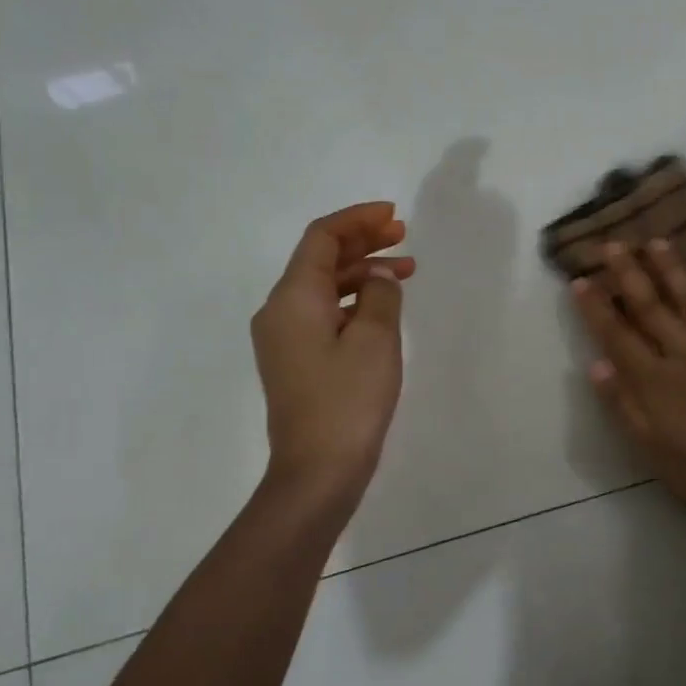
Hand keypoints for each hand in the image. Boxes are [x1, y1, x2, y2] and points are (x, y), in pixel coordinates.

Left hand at [252, 203, 415, 496]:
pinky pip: (324, 314)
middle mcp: (279, 311)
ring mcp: (284, 338)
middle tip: (404, 236)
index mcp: (294, 297)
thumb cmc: (349, 400)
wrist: (317, 470)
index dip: (357, 220)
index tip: (394, 216)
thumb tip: (380, 277)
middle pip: (320, 260)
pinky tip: (383, 308)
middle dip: (362, 243)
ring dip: (363, 273)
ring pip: (324, 288)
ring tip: (406, 271)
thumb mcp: (376, 340)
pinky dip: (354, 302)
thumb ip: (382, 295)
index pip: (322, 238)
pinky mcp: (295, 361)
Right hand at [572, 239, 685, 510]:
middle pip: (650, 306)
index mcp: (653, 378)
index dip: (596, 306)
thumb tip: (595, 364)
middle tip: (613, 244)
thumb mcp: (648, 447)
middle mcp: (683, 351)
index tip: (580, 279)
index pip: (617, 334)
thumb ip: (622, 404)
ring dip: (672, 268)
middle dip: (629, 274)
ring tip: (657, 241)